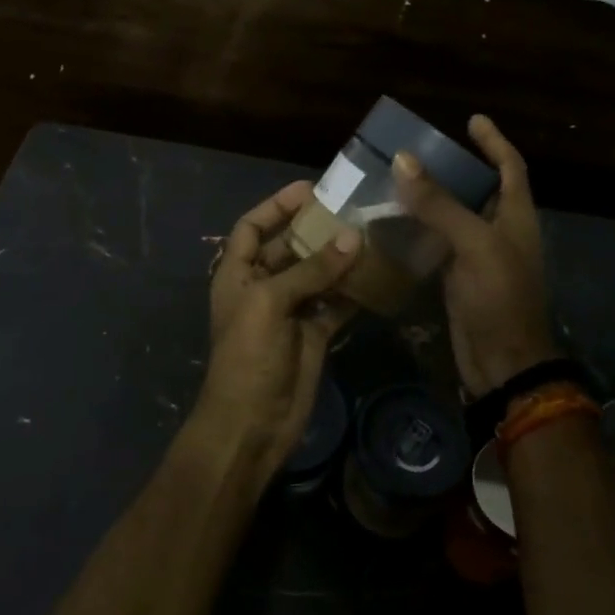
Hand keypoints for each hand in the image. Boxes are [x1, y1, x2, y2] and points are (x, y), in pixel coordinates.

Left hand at [195, 181, 360, 476]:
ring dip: (339, 258)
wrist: (252, 424)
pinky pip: (335, 303)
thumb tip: (352, 237)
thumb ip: (311, 270)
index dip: (276, 206)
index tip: (310, 190)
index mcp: (237, 273)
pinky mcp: (313, 334)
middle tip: (353, 211)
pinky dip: (352, 291)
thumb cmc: (248, 354)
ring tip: (371, 236)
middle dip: (316, 229)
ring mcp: (289, 311)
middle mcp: (262, 286)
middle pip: (289, 247)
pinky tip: (377, 276)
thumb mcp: (270, 302)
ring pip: (316, 274)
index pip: (251, 226)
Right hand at [393, 115, 559, 397]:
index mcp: (516, 215)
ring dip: (433, 195)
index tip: (472, 119)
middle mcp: (500, 230)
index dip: (494, 141)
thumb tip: (404, 159)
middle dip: (457, 165)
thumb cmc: (499, 297)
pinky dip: (421, 227)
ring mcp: (479, 255)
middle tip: (421, 148)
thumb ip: (440, 204)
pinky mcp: (459, 276)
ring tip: (399, 177)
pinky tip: (394, 220)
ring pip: (456, 214)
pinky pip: (440, 241)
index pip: (510, 166)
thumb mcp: (474, 244)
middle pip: (481, 187)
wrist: (502, 361)